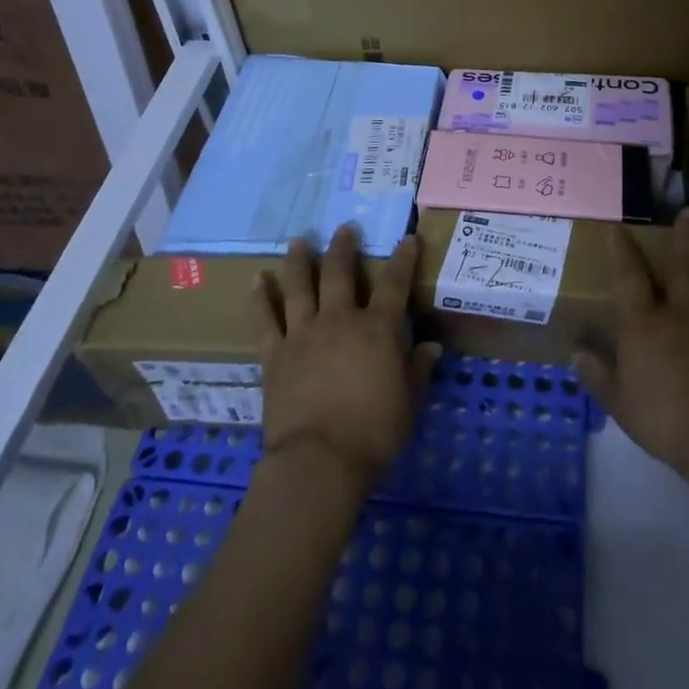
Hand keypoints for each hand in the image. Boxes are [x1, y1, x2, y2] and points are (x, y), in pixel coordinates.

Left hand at [249, 224, 440, 489]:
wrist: (319, 461)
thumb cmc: (373, 434)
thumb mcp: (409, 404)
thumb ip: (419, 370)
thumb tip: (432, 346)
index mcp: (377, 330)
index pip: (395, 284)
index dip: (403, 259)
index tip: (408, 238)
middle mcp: (339, 320)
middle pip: (339, 272)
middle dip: (344, 247)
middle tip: (344, 228)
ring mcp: (303, 333)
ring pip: (299, 286)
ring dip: (299, 261)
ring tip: (299, 241)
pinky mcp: (275, 354)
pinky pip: (264, 319)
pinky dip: (259, 299)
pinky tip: (256, 280)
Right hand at [574, 209, 688, 477]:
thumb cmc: (666, 419)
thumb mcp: (622, 404)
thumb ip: (600, 377)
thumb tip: (577, 354)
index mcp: (645, 323)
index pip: (629, 276)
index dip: (621, 250)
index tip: (617, 226)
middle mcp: (681, 313)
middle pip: (684, 266)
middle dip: (684, 238)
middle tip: (688, 212)